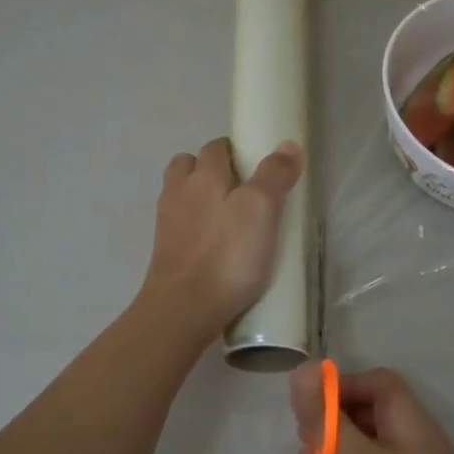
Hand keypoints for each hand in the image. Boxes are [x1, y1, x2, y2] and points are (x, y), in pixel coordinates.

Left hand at [141, 137, 303, 342]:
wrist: (183, 309)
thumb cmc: (227, 256)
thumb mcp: (261, 210)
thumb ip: (274, 175)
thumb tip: (288, 144)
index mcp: (202, 176)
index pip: (216, 147)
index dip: (236, 151)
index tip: (257, 167)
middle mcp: (178, 193)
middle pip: (189, 167)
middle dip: (211, 170)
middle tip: (242, 191)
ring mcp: (167, 225)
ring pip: (181, 197)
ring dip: (199, 199)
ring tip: (227, 219)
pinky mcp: (165, 254)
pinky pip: (179, 229)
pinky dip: (194, 230)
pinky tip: (214, 248)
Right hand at [289, 362, 453, 453]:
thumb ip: (327, 419)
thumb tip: (300, 369)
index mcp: (404, 414)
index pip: (372, 382)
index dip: (340, 387)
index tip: (310, 407)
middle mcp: (406, 434)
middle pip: (365, 411)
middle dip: (331, 419)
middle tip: (305, 439)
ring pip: (363, 443)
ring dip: (334, 448)